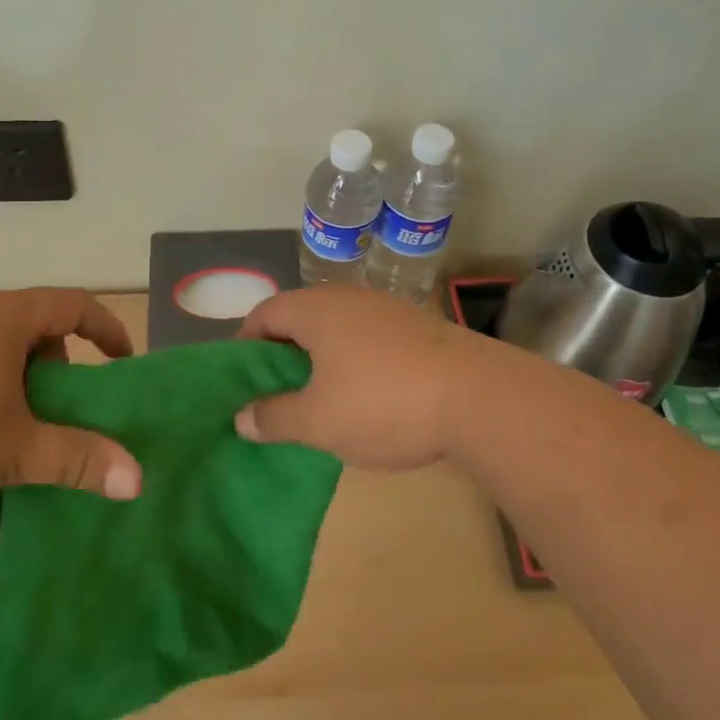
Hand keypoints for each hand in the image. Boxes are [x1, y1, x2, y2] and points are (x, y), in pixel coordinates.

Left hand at [0, 288, 140, 534]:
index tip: (122, 363)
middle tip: (58, 411)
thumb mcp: (12, 452)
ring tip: (10, 426)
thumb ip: (79, 459)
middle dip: (58, 362)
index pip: (73, 303)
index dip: (107, 329)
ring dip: (18, 374)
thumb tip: (138, 480)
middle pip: (34, 321)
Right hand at [235, 286, 495, 469]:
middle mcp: (348, 299)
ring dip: (318, 362)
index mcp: (316, 310)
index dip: (244, 344)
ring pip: (336, 331)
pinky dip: (352, 364)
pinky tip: (361, 399)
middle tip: (272, 396)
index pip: (264, 313)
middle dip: (281, 356)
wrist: (479, 398)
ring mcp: (386, 311)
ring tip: (314, 403)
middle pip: (299, 320)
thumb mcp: (318, 420)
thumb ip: (274, 417)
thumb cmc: (383, 402)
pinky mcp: (415, 330)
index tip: (240, 380)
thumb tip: (242, 417)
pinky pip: (366, 341)